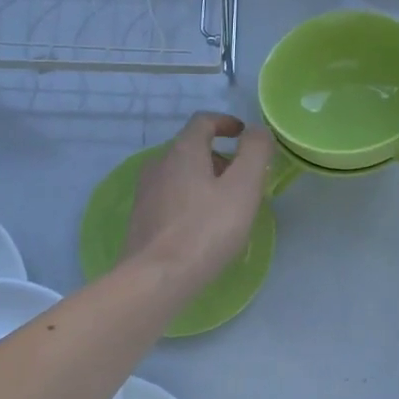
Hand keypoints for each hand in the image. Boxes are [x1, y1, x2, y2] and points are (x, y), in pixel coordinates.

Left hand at [122, 112, 272, 291]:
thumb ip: (254, 152)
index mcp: (183, 150)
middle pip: (192, 148)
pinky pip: (170, 197)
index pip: (203, 121)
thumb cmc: (206, 229)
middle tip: (243, 180)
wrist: (156, 277)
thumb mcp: (243, 187)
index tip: (243, 135)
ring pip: (180, 174)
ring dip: (204, 180)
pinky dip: (190, 200)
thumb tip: (257, 131)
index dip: (226, 122)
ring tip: (226, 205)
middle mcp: (159, 164)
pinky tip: (202, 226)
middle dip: (220, 157)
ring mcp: (146, 192)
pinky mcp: (141, 218)